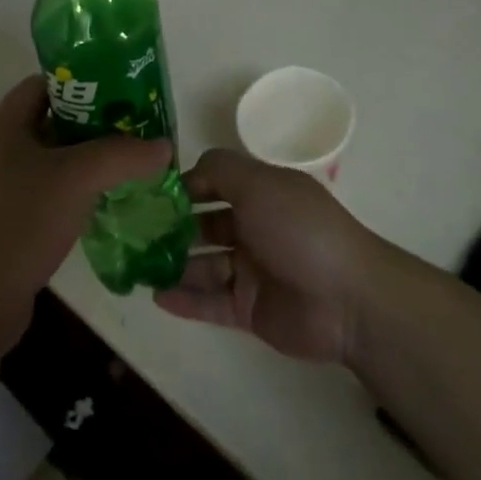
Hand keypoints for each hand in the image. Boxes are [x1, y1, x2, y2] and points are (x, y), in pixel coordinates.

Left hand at [0, 75, 170, 353]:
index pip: (44, 84)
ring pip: (58, 162)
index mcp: (6, 126)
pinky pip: (54, 196)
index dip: (82, 81)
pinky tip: (113, 202)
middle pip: (56, 122)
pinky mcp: (14, 224)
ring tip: (135, 163)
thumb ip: (122, 155)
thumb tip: (163, 146)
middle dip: (98, 123)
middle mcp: (3, 151)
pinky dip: (82, 194)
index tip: (122, 89)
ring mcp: (6, 190)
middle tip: (139, 128)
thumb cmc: (17, 221)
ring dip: (93, 161)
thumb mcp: (75, 178)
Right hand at [155, 148, 383, 363]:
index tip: (150, 192)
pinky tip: (156, 295)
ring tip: (138, 266)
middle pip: (206, 224)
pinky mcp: (249, 309)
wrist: (346, 299)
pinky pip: (210, 302)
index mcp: (262, 194)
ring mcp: (252, 270)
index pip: (216, 183)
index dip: (187, 186)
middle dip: (173, 226)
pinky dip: (185, 299)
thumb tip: (187, 170)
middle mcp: (255, 228)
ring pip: (204, 264)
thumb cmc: (299, 230)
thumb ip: (220, 170)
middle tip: (134, 233)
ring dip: (174, 264)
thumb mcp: (259, 184)